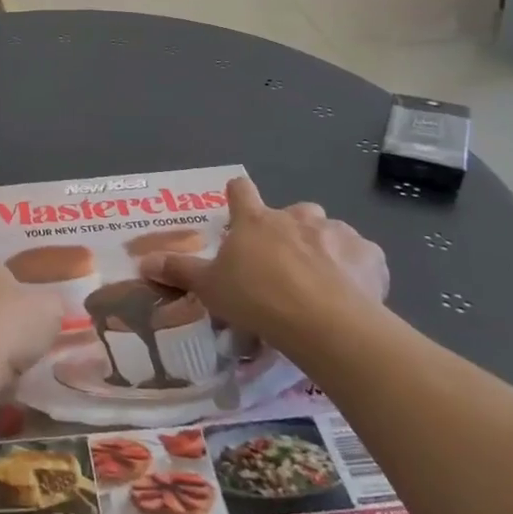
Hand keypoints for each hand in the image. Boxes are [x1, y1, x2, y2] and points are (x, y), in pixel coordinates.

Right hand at [140, 179, 388, 350]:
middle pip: (292, 211)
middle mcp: (297, 217)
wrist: (325, 322)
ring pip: (329, 232)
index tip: (237, 206)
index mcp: (256, 220)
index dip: (237, 196)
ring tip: (319, 281)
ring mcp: (336, 233)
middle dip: (288, 230)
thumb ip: (179, 271)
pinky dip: (356, 269)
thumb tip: (142, 262)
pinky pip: (362, 256)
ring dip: (323, 248)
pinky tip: (353, 294)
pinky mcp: (370, 255)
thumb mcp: (210, 288)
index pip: (241, 191)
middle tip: (281, 263)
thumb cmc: (258, 299)